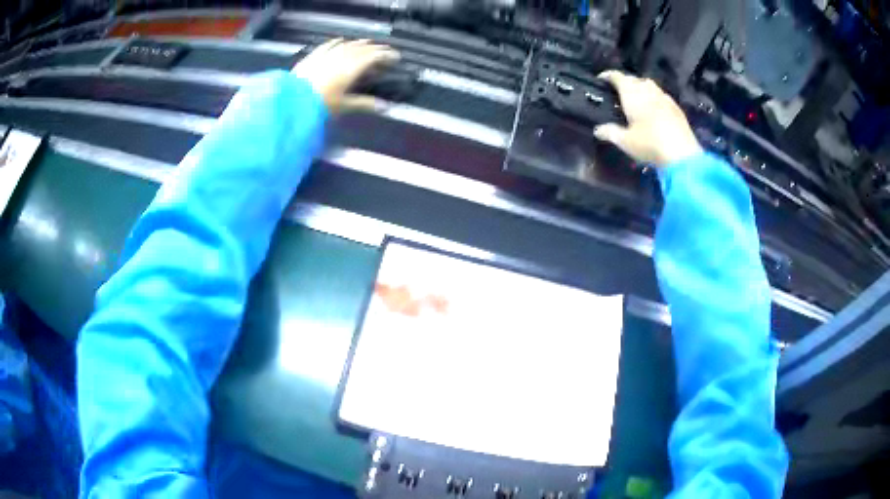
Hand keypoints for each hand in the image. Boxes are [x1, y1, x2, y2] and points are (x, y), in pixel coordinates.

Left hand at [293, 38, 399, 112]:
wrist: (292, 102)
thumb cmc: (321, 105)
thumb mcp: (345, 105)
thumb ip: (365, 103)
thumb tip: (385, 107)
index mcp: (353, 67)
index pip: (374, 56)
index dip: (387, 55)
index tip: (396, 57)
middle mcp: (342, 57)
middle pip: (363, 48)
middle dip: (376, 48)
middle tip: (384, 51)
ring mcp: (327, 54)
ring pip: (348, 44)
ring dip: (360, 44)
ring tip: (367, 44)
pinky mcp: (314, 56)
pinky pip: (329, 45)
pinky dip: (338, 42)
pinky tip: (341, 40)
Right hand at [594, 70, 702, 165]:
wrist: (682, 155)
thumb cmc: (650, 145)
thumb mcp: (625, 141)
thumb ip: (610, 132)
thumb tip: (597, 130)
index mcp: (632, 94)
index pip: (618, 77)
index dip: (608, 76)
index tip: (601, 79)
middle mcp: (648, 91)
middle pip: (634, 79)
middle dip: (625, 82)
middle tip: (618, 91)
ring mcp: (664, 98)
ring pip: (649, 85)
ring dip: (641, 87)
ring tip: (636, 98)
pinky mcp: (676, 108)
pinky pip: (662, 96)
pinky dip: (654, 97)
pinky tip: (654, 108)